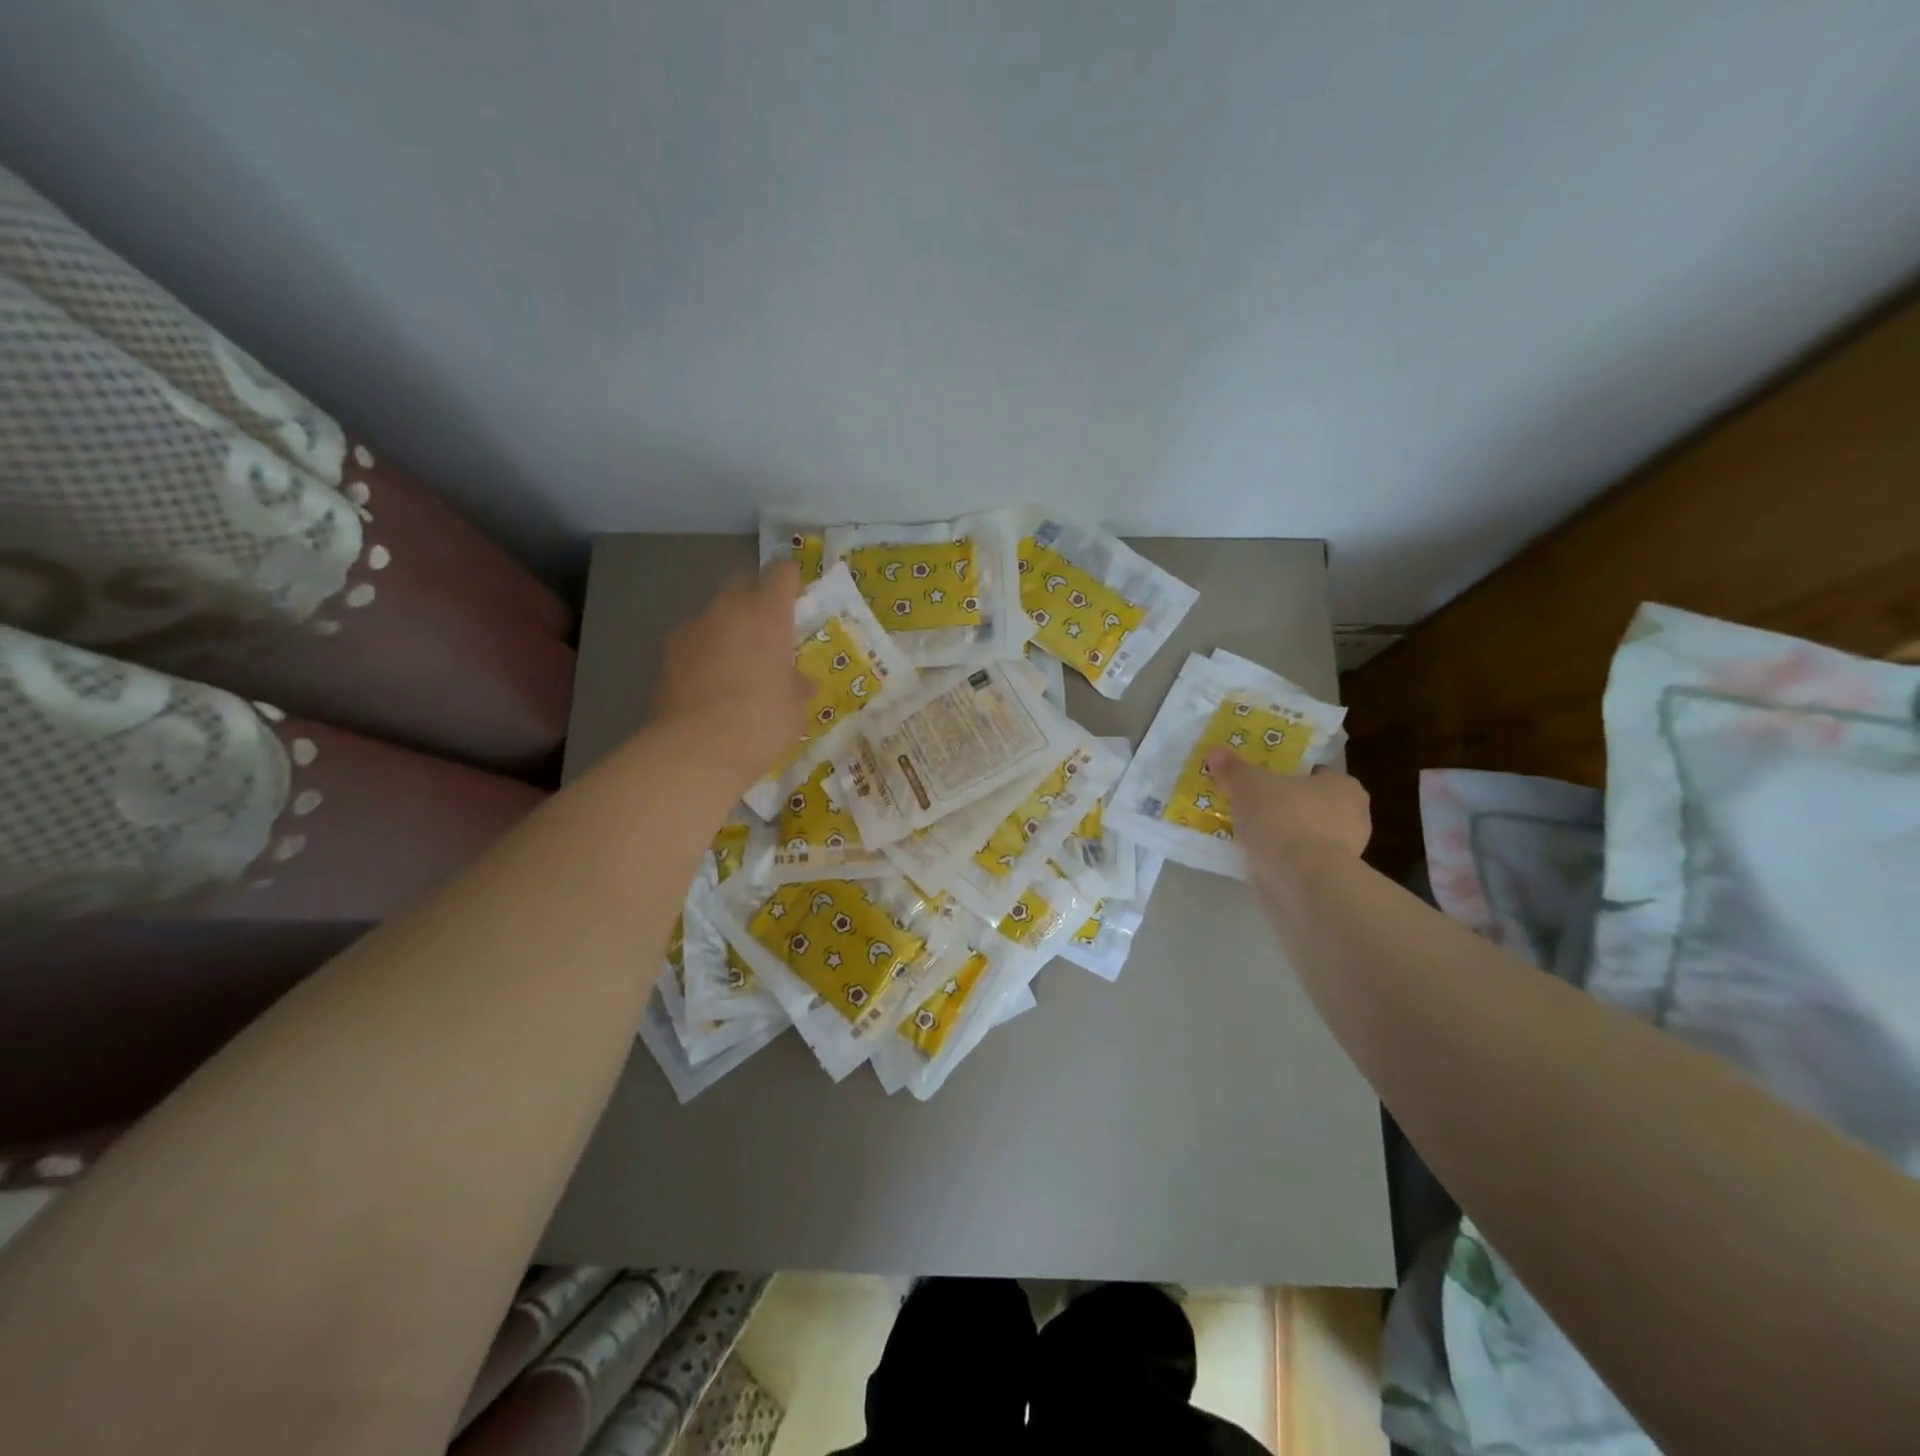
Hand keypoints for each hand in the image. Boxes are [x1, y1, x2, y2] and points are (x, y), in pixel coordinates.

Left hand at [652, 562, 810, 788]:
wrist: (695, 750)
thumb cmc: (760, 725)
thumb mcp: (794, 710)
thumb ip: (796, 686)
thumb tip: (798, 682)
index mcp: (767, 617)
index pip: (781, 573)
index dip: (790, 582)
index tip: (796, 601)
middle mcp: (728, 611)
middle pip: (742, 581)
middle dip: (755, 596)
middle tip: (768, 627)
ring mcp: (691, 629)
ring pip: (713, 610)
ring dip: (727, 623)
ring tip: (735, 657)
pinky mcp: (665, 653)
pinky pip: (691, 638)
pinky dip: (702, 648)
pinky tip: (708, 679)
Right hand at [1208, 751, 1371, 865]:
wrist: (1301, 883)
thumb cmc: (1283, 819)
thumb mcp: (1249, 785)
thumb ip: (1233, 769)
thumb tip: (1216, 753)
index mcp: (1343, 786)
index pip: (1317, 773)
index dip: (1290, 774)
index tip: (1263, 780)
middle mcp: (1352, 817)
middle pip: (1310, 804)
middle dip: (1284, 806)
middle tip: (1251, 805)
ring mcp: (1343, 853)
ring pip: (1304, 835)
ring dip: (1281, 835)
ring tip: (1246, 834)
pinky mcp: (1327, 881)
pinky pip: (1298, 861)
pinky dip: (1280, 859)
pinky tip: (1255, 858)